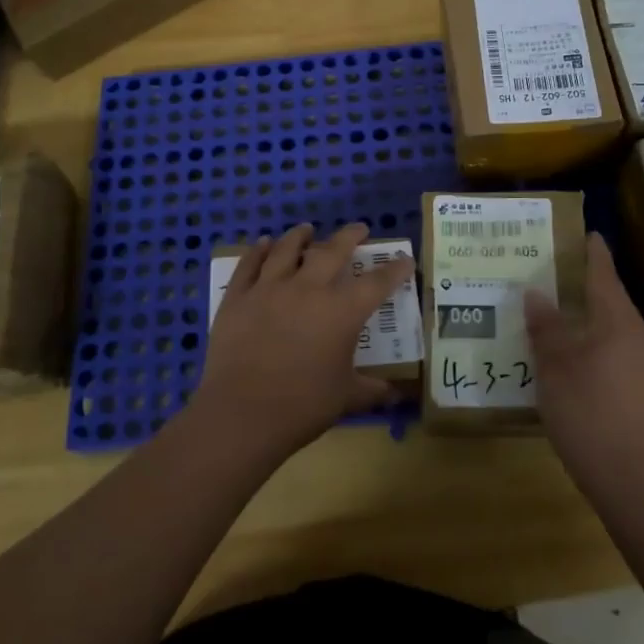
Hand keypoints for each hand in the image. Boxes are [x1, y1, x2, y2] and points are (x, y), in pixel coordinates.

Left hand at [194, 223, 413, 461]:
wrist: (242, 414)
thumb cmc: (302, 406)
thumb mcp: (346, 399)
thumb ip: (373, 391)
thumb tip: (397, 394)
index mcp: (341, 312)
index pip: (377, 283)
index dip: (395, 269)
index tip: (405, 260)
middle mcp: (308, 289)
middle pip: (332, 252)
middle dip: (349, 237)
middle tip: (359, 229)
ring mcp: (269, 289)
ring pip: (287, 249)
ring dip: (300, 236)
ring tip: (307, 229)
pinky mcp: (238, 297)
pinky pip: (249, 264)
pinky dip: (258, 250)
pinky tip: (263, 243)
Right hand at [525, 233, 643, 500]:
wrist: (631, 479)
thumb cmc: (587, 411)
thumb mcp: (555, 366)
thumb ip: (546, 328)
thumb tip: (536, 294)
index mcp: (618, 324)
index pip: (605, 278)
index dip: (595, 256)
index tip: (590, 235)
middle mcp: (639, 340)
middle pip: (614, 304)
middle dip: (592, 288)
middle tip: (566, 276)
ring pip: (618, 332)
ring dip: (596, 321)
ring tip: (568, 317)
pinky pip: (621, 356)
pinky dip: (601, 348)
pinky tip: (582, 362)